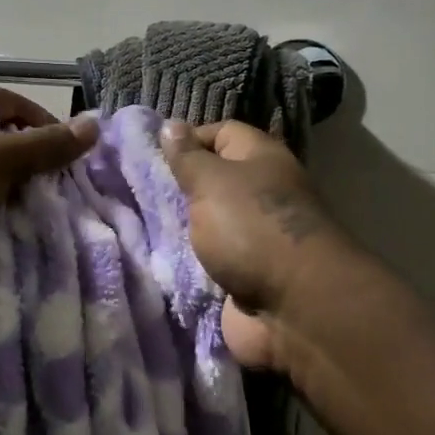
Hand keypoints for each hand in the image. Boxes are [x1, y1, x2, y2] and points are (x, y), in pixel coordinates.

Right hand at [160, 119, 343, 370]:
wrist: (295, 308)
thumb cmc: (251, 228)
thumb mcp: (210, 181)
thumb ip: (186, 156)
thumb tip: (170, 125)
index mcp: (262, 159)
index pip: (221, 133)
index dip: (188, 139)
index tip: (153, 156)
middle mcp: (263, 193)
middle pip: (214, 180)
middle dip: (179, 188)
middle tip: (139, 191)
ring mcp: (257, 237)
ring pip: (210, 222)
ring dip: (182, 228)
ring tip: (139, 223)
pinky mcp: (248, 275)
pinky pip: (212, 260)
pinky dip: (190, 262)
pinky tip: (159, 258)